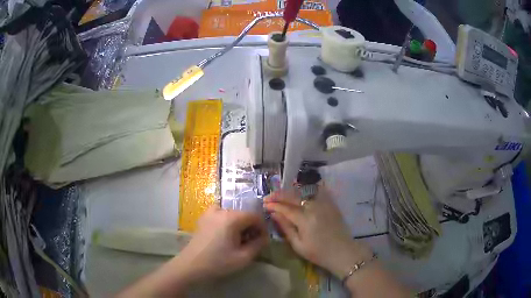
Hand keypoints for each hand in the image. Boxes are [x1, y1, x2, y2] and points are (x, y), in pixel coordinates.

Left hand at [177, 206, 268, 281]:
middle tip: (251, 242)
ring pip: (232, 214)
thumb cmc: (218, 262)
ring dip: (239, 224)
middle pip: (243, 214)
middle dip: (250, 227)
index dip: (262, 227)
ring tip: (238, 239)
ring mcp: (210, 212)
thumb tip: (264, 237)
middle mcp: (221, 210)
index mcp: (232, 218)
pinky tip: (225, 234)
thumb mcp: (243, 257)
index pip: (254, 216)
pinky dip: (227, 221)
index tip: (263, 240)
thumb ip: (258, 245)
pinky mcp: (203, 217)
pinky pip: (220, 214)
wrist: (191, 265)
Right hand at [263, 186, 371, 277]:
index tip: (264, 204)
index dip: (274, 205)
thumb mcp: (298, 245)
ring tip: (280, 194)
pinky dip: (307, 189)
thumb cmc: (318, 253)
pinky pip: (317, 191)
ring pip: (304, 192)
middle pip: (293, 196)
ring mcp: (324, 204)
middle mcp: (314, 207)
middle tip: (268, 197)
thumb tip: (273, 214)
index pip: (285, 208)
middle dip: (279, 195)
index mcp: (305, 219)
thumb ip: (285, 228)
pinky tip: (300, 190)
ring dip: (290, 191)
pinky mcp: (331, 204)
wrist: (342, 252)